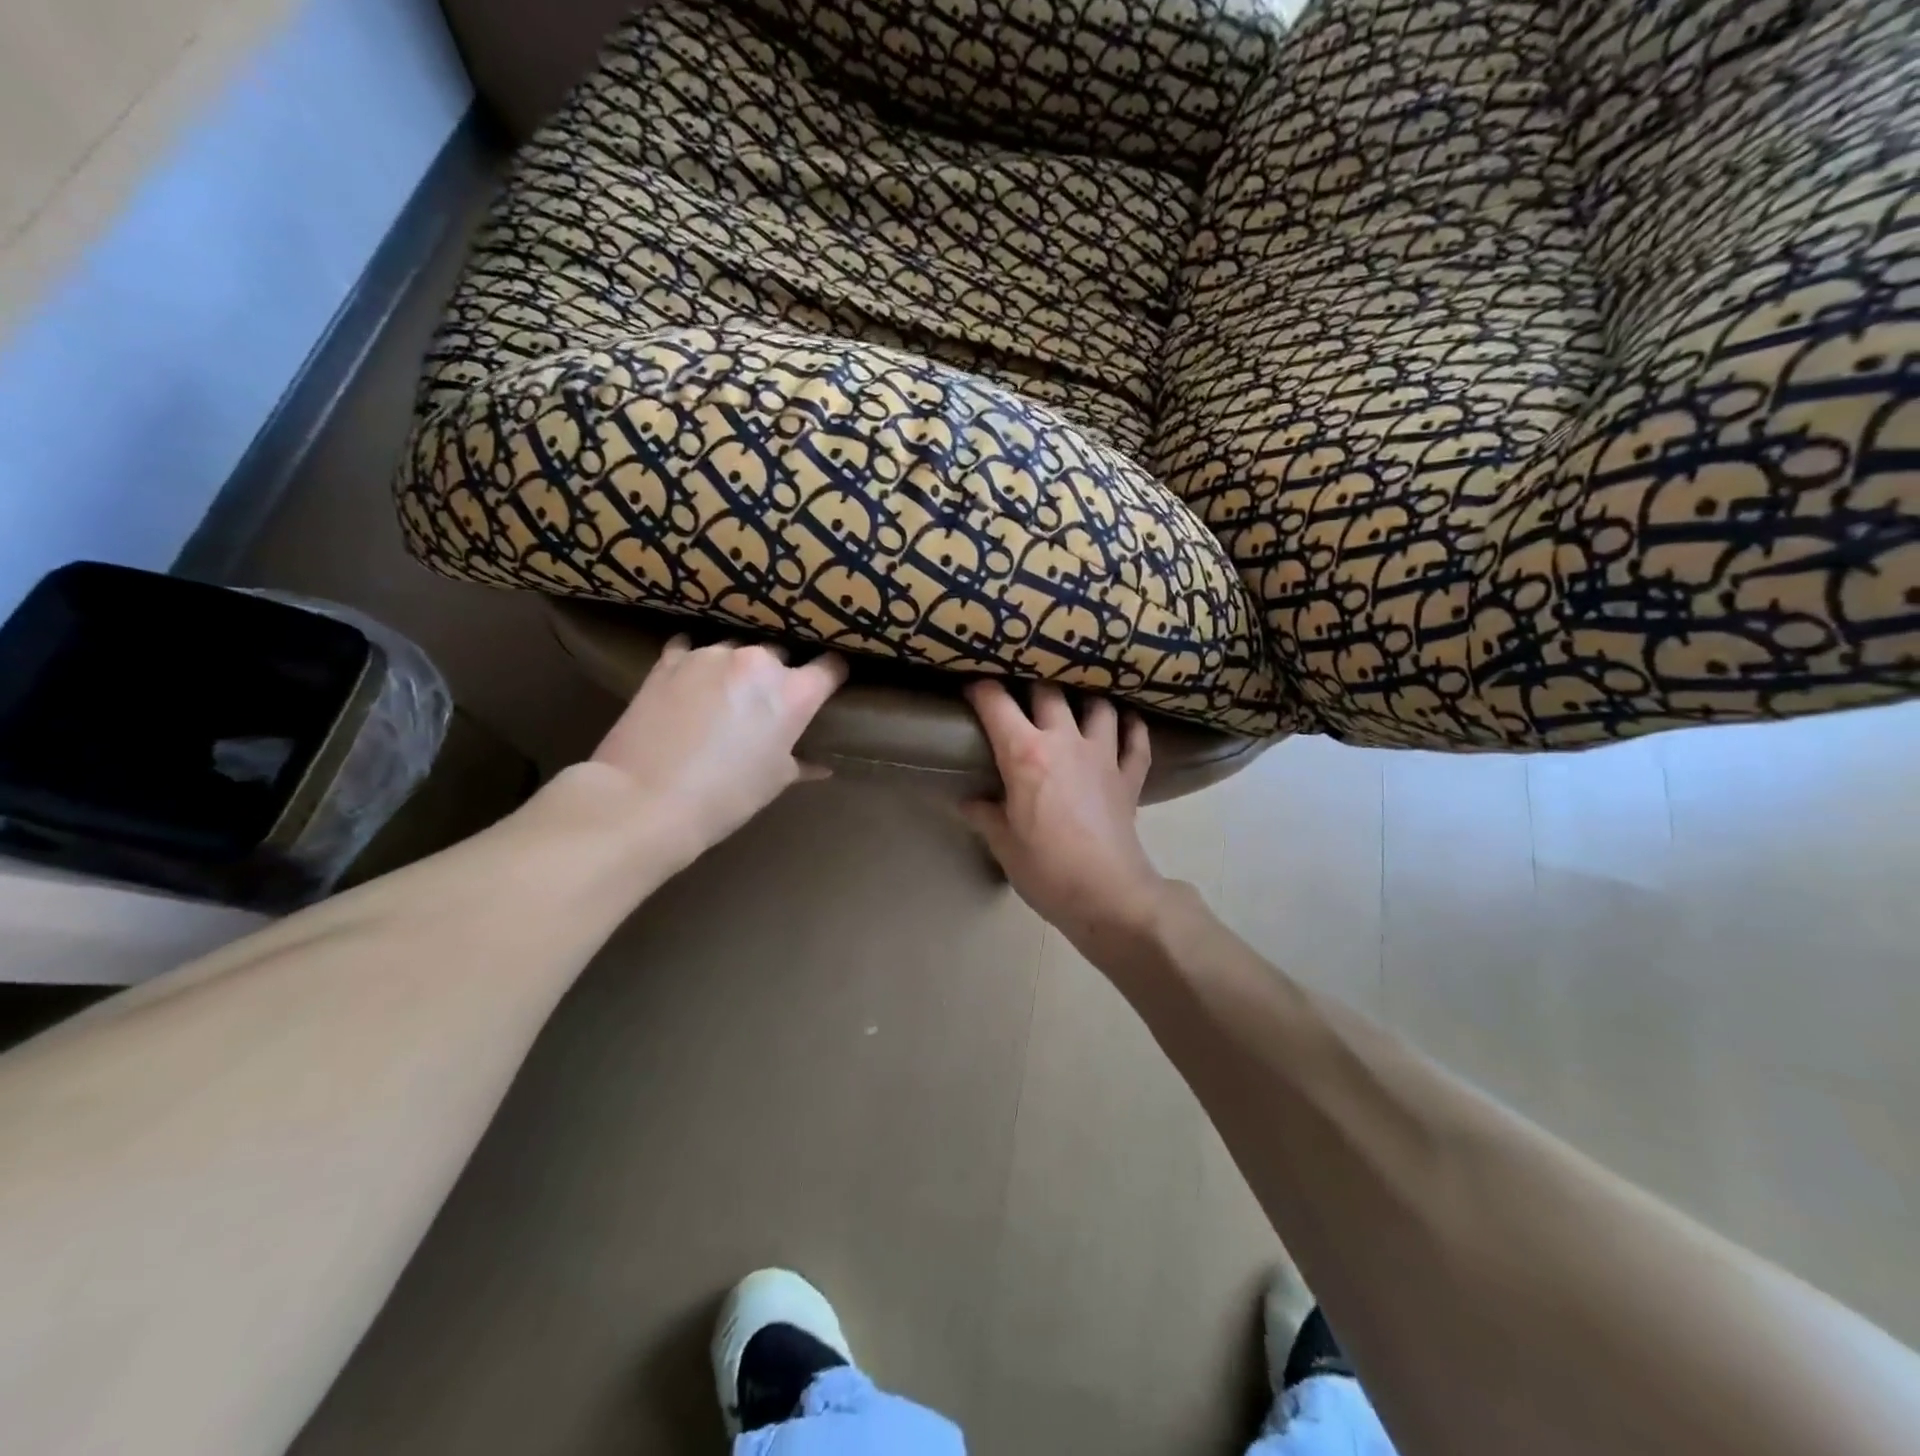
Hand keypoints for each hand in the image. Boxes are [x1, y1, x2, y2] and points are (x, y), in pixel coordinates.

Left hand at [588, 635, 845, 860]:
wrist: (645, 800)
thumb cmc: (725, 797)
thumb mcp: (773, 782)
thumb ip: (802, 763)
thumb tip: (821, 766)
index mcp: (793, 693)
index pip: (830, 667)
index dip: (833, 675)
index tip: (828, 685)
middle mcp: (758, 662)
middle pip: (781, 654)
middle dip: (778, 675)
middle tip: (766, 703)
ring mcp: (711, 655)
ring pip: (736, 650)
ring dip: (736, 669)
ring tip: (723, 694)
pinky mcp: (670, 659)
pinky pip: (690, 649)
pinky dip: (694, 663)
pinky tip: (688, 682)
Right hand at [961, 681, 1166, 950]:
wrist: (1108, 894)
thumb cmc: (1046, 870)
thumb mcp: (1003, 844)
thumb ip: (985, 816)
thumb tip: (969, 802)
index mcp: (1025, 754)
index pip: (995, 704)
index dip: (979, 688)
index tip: (971, 685)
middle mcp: (1065, 741)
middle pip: (1048, 691)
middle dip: (1031, 684)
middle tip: (1022, 691)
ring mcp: (1103, 755)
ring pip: (1098, 706)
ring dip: (1086, 699)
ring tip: (1076, 702)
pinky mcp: (1130, 776)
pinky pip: (1136, 740)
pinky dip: (1132, 728)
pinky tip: (1126, 723)